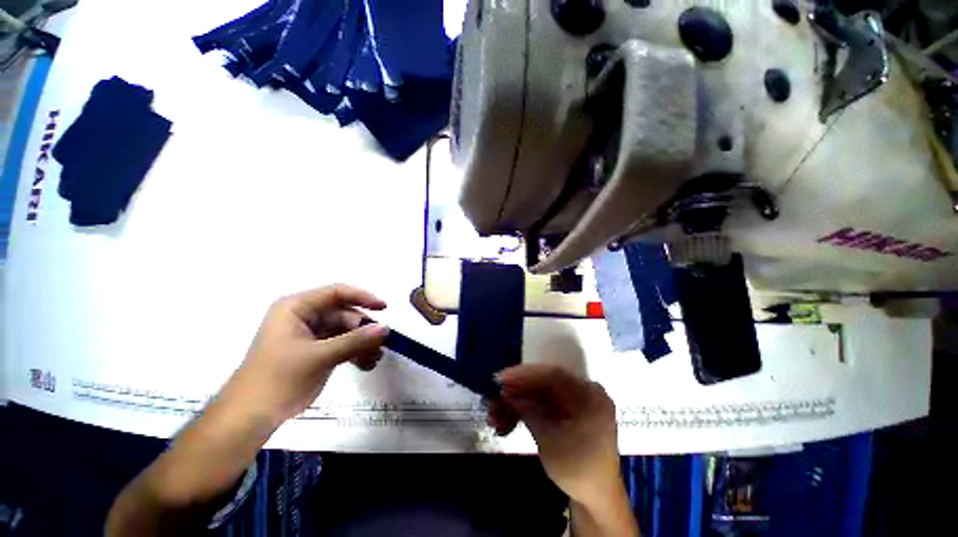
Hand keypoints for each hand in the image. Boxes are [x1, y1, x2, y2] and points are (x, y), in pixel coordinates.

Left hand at [222, 284, 389, 425]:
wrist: (250, 417)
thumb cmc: (279, 379)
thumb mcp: (321, 357)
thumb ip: (356, 341)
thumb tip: (386, 329)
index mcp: (297, 308)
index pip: (336, 293)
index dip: (363, 297)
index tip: (384, 308)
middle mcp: (303, 317)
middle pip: (343, 314)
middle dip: (363, 329)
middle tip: (381, 344)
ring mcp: (308, 335)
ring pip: (345, 331)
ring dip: (361, 343)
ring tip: (375, 358)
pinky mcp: (313, 351)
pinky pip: (340, 345)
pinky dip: (354, 352)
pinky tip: (366, 364)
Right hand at [487, 364, 620, 505]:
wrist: (595, 499)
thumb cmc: (579, 471)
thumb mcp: (550, 441)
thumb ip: (528, 411)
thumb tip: (504, 392)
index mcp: (589, 396)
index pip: (554, 375)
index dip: (525, 374)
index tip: (501, 379)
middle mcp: (580, 392)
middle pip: (542, 384)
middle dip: (516, 392)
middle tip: (492, 399)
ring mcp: (570, 402)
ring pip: (537, 394)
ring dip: (514, 405)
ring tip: (493, 419)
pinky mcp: (561, 411)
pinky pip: (539, 405)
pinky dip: (522, 413)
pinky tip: (504, 425)